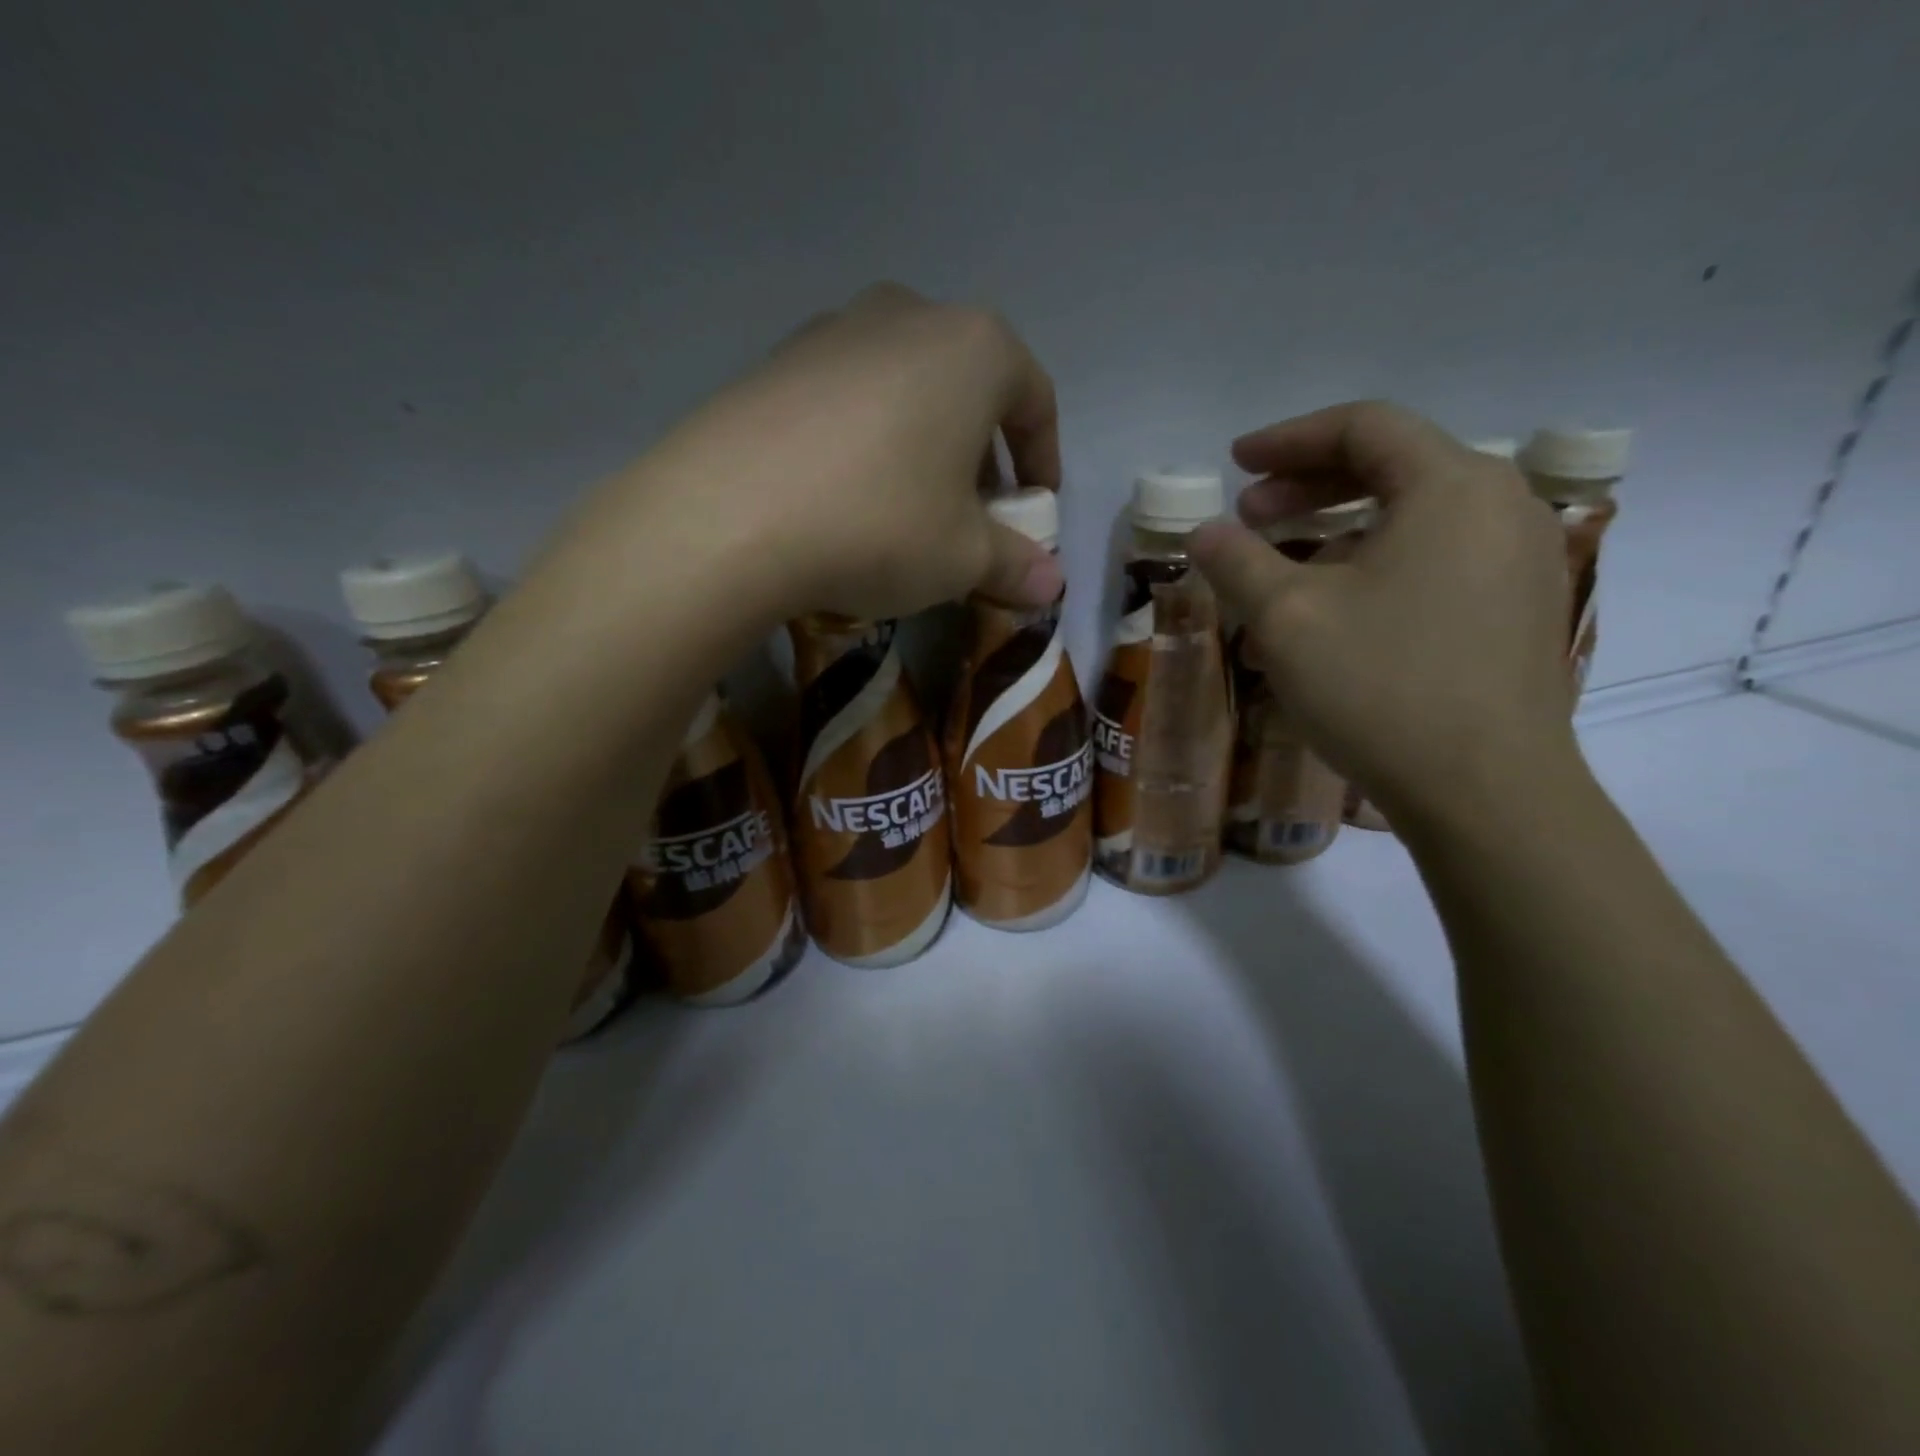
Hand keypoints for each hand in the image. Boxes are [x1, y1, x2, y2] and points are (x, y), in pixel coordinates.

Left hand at [549, 283, 1064, 624]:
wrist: (728, 518)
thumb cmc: (880, 525)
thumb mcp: (964, 558)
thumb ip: (1017, 566)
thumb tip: (1052, 587)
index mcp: (973, 348)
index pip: (1034, 399)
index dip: (1043, 460)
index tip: (1035, 510)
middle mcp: (907, 316)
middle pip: (967, 387)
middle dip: (981, 454)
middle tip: (973, 514)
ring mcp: (832, 331)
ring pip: (905, 389)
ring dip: (922, 445)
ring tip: (908, 507)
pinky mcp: (774, 362)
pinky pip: (845, 400)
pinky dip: (864, 441)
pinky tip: (844, 495)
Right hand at [1190, 401, 1578, 828]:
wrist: (1486, 791)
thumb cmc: (1380, 686)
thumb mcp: (1286, 618)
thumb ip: (1236, 561)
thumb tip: (1203, 531)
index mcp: (1452, 485)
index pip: (1363, 427)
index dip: (1287, 439)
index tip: (1233, 464)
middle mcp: (1501, 505)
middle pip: (1393, 466)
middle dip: (1309, 485)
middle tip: (1249, 515)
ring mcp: (1521, 559)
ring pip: (1414, 518)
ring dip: (1339, 530)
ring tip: (1282, 569)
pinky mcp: (1520, 609)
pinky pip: (1437, 560)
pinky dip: (1377, 565)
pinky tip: (1337, 611)